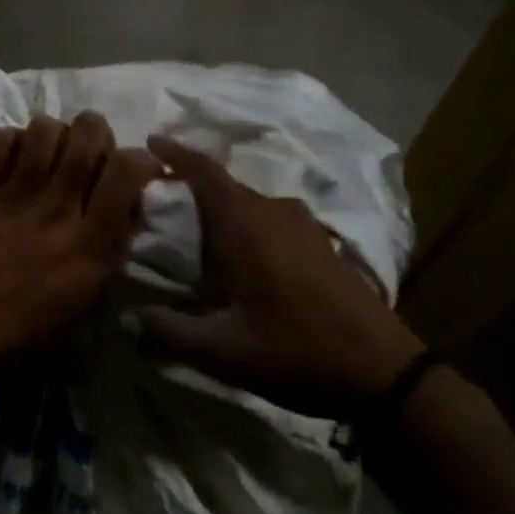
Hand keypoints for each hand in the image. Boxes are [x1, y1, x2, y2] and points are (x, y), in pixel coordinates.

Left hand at [0, 112, 158, 373]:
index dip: (140, 158)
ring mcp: (14, 194)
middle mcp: (57, 207)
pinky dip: (13, 140)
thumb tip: (125, 210)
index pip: (127, 170)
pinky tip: (13, 160)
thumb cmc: (22, 334)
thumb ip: (110, 253)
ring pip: (44, 128)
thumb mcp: (85, 306)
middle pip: (88, 133)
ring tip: (50, 152)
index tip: (138, 167)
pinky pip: (1, 139)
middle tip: (90, 152)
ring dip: (55, 133)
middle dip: (97, 132)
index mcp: (90, 242)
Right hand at [138, 136, 425, 416]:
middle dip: (191, 185)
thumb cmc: (299, 351)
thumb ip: (171, 333)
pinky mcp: (321, 245)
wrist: (386, 372)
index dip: (176, 152)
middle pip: (224, 186)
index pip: (204, 172)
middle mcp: (274, 213)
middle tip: (159, 200)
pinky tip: (241, 256)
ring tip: (195, 231)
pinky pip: (271, 219)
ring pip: (250, 203)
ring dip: (221, 208)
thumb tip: (127, 319)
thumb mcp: (226, 352)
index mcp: (246, 225)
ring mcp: (303, 227)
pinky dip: (247, 224)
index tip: (151, 140)